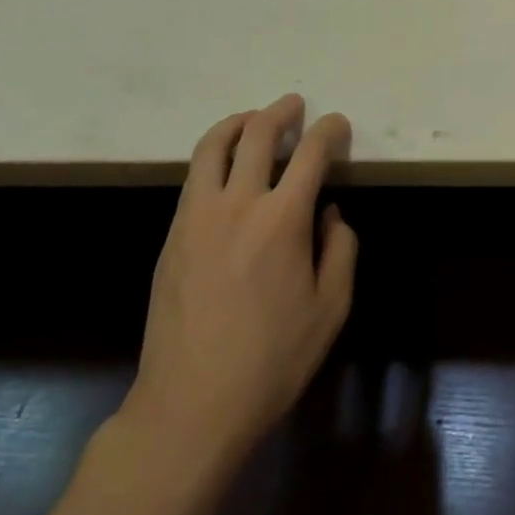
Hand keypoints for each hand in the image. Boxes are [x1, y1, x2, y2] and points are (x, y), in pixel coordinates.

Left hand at [123, 94, 356, 454]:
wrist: (189, 408)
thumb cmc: (271, 361)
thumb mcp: (331, 310)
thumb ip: (341, 251)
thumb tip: (329, 215)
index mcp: (283, 219)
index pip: (311, 152)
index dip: (329, 130)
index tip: (337, 126)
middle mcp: (238, 203)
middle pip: (257, 133)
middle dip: (281, 111)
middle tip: (294, 106)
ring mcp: (197, 217)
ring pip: (212, 146)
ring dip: (238, 122)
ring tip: (253, 119)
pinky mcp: (173, 236)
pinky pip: (194, 177)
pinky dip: (213, 155)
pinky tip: (225, 168)